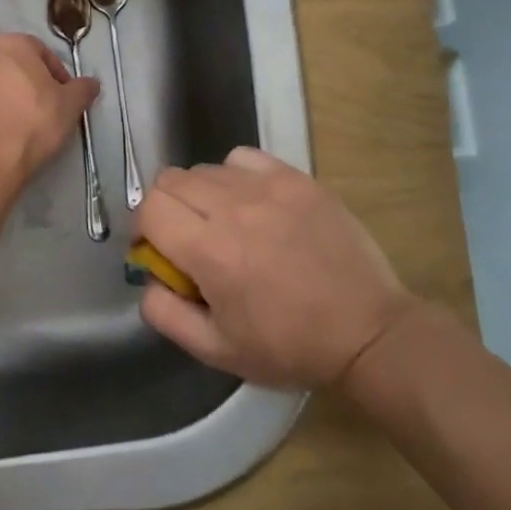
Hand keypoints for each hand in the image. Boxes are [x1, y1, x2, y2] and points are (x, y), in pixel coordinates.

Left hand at [0, 34, 97, 183]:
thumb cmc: (33, 123)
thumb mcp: (70, 106)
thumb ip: (83, 89)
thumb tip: (91, 83)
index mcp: (13, 44)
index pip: (42, 53)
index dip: (57, 75)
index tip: (63, 98)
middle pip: (15, 66)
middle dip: (30, 84)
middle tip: (44, 110)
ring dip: (7, 97)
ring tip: (20, 125)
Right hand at [136, 147, 414, 388]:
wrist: (368, 332)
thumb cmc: (290, 347)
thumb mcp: (217, 351)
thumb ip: (166, 314)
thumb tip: (147, 279)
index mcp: (210, 252)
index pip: (150, 208)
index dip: (142, 228)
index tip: (156, 250)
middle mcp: (233, 208)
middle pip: (170, 180)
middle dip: (165, 208)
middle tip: (185, 238)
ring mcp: (268, 187)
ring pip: (205, 168)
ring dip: (199, 193)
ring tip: (223, 223)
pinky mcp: (297, 179)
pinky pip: (244, 158)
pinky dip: (234, 175)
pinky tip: (252, 203)